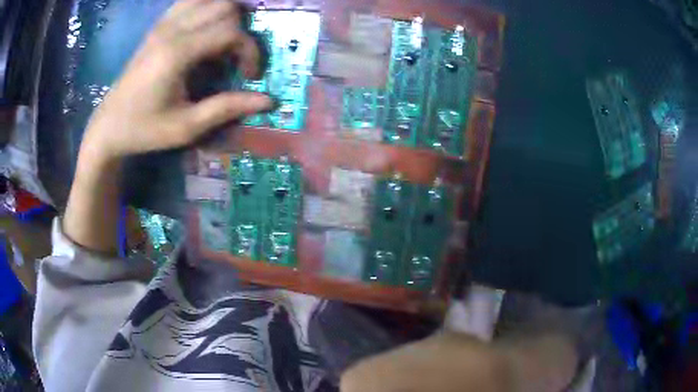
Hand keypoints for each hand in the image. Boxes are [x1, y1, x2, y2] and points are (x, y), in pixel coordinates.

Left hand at [81, 0, 272, 162]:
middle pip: (225, 6)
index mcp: (178, 52)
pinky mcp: (157, 27)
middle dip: (241, 29)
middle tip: (235, 58)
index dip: (250, 50)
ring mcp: (163, 24)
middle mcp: (172, 29)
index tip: (249, 76)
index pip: (231, 31)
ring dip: (225, 14)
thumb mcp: (186, 127)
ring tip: (225, 39)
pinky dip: (205, 8)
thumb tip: (268, 101)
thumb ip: (227, 108)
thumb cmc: (144, 130)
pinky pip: (189, 2)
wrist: (108, 126)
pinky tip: (205, 29)